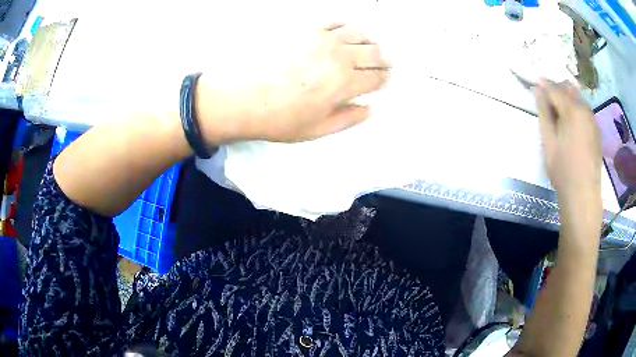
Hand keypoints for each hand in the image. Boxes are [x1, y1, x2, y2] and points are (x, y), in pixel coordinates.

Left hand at [193, 24, 389, 144]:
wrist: (243, 98)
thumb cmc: (280, 118)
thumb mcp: (318, 129)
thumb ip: (349, 118)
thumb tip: (369, 108)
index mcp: (346, 83)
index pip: (377, 77)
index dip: (385, 79)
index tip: (385, 80)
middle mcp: (340, 56)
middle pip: (374, 52)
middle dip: (383, 59)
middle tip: (383, 63)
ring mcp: (322, 39)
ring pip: (358, 33)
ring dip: (368, 41)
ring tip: (367, 47)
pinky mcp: (305, 29)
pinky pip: (334, 21)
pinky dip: (345, 26)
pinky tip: (344, 32)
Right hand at [535, 80, 601, 202]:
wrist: (583, 194)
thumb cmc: (563, 170)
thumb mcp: (548, 141)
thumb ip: (544, 113)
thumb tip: (538, 91)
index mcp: (572, 110)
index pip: (554, 88)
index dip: (543, 85)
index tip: (535, 85)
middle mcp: (584, 108)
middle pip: (567, 87)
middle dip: (555, 88)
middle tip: (546, 99)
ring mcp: (593, 118)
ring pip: (577, 97)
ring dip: (566, 98)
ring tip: (558, 111)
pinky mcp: (596, 129)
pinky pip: (584, 109)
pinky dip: (575, 108)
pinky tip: (571, 122)